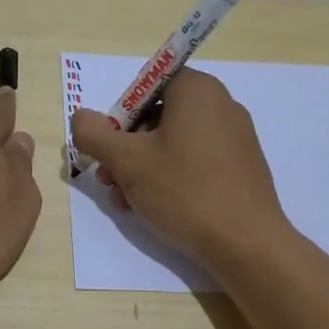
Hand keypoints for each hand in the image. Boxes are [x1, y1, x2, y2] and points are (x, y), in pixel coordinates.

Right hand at [69, 69, 290, 271]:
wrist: (247, 243)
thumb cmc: (184, 191)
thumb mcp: (127, 161)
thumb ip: (94, 133)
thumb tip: (81, 118)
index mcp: (197, 89)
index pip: (148, 84)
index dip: (121, 113)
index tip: (109, 146)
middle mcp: (221, 104)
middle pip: (158, 115)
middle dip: (127, 147)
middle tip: (109, 179)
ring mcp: (236, 137)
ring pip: (174, 142)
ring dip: (143, 167)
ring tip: (126, 201)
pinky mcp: (242, 167)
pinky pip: (197, 160)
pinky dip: (171, 177)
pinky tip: (154, 208)